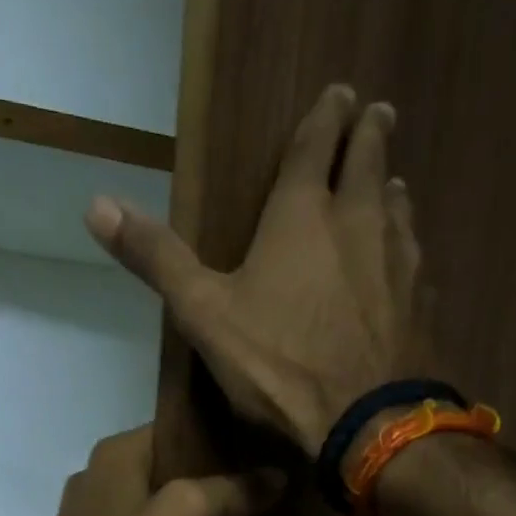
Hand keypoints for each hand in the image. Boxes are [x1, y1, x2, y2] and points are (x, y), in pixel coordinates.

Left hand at [13, 424, 283, 515]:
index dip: (221, 441)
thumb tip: (276, 475)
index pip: (178, 429)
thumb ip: (231, 490)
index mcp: (116, 453)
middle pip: (166, 470)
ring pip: (152, 507)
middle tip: (256, 497)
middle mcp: (96, 477)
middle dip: (209, 483)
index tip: (261, 457)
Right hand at [85, 85, 422, 458]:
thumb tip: (96, 203)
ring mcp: (399, 262)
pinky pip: (416, 263)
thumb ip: (158, 259)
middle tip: (376, 113)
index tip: (340, 93)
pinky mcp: (420, 305)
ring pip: (398, 209)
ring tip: (390, 185)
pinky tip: (406, 264)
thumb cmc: (279, 365)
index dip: (325, 116)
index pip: (316, 144)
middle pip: (369, 161)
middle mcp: (360, 221)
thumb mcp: (204, 314)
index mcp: (304, 214)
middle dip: (369, 134)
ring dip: (391, 191)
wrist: (365, 422)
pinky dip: (408, 250)